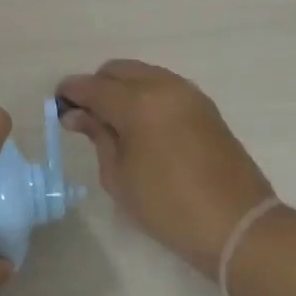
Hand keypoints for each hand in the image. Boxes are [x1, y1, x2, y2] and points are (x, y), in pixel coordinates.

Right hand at [56, 59, 274, 275]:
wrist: (237, 224)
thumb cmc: (167, 206)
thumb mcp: (119, 176)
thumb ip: (98, 137)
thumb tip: (78, 115)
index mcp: (137, 103)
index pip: (92, 86)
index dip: (71, 93)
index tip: (58, 105)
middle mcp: (163, 87)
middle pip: (118, 70)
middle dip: (97, 86)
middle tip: (86, 116)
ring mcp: (188, 94)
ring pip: (143, 74)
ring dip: (123, 89)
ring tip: (114, 123)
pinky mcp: (205, 106)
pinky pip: (164, 87)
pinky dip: (146, 95)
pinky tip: (141, 125)